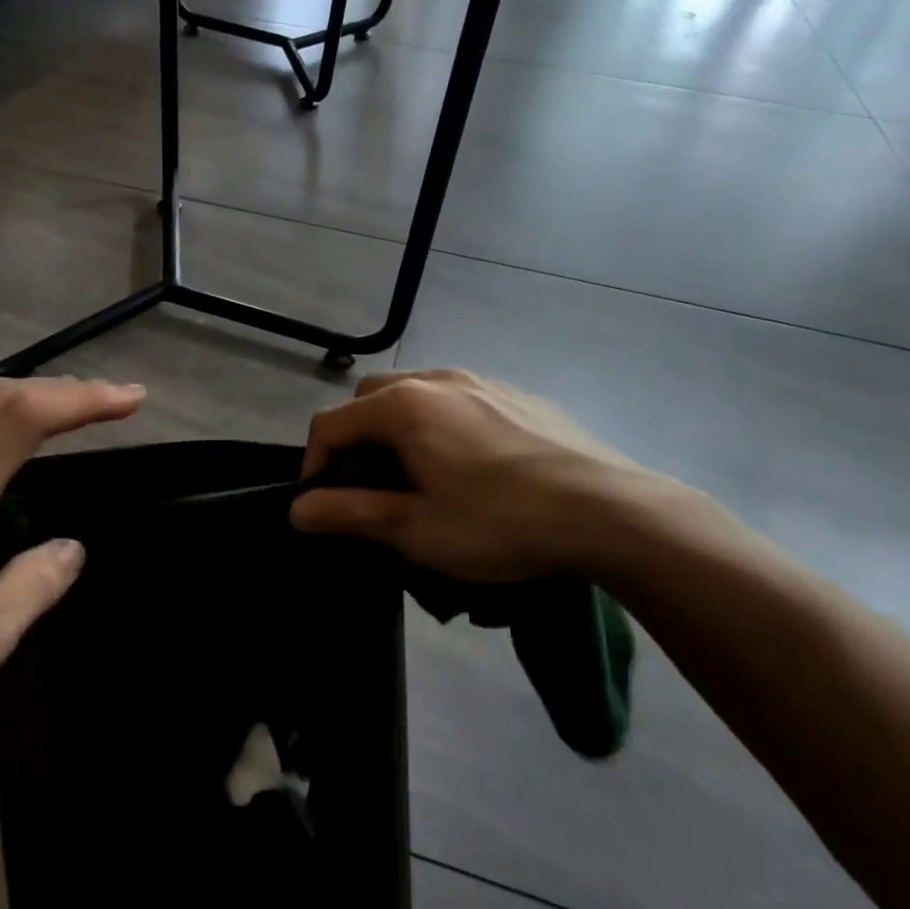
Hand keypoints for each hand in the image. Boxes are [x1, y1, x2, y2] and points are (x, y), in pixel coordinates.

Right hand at [291, 369, 673, 582]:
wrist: (613, 513)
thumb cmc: (501, 523)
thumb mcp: (415, 530)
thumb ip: (349, 513)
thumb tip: (296, 510)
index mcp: (404, 406)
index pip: (331, 422)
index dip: (314, 464)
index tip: (323, 506)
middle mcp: (437, 378)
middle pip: (370, 398)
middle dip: (355, 438)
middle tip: (370, 487)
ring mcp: (483, 381)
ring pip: (417, 393)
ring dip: (399, 428)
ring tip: (419, 475)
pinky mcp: (519, 394)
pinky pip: (461, 400)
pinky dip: (443, 424)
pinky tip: (472, 466)